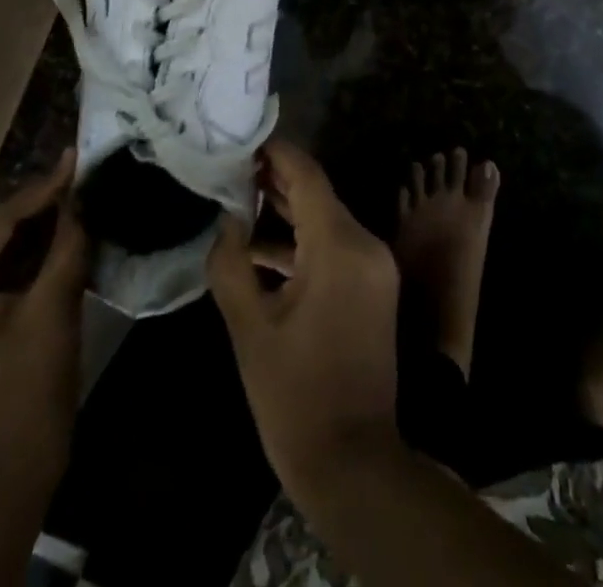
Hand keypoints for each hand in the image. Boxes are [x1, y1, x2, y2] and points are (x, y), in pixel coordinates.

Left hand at [0, 149, 87, 472]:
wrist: (4, 475)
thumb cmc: (24, 390)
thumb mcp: (52, 308)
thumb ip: (67, 244)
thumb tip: (84, 194)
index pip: (0, 219)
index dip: (44, 188)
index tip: (79, 156)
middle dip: (44, 205)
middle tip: (86, 174)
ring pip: (3, 250)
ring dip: (42, 228)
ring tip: (83, 196)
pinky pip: (3, 273)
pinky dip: (35, 256)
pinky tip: (68, 236)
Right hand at [206, 140, 400, 493]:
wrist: (354, 463)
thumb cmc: (295, 395)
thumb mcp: (250, 328)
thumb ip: (231, 263)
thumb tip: (228, 220)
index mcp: (340, 246)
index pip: (308, 176)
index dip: (277, 153)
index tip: (245, 139)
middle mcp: (366, 245)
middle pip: (318, 194)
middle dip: (277, 180)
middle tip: (234, 167)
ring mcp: (374, 267)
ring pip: (326, 221)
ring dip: (287, 212)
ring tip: (241, 198)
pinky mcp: (373, 288)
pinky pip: (335, 248)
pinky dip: (302, 243)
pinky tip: (262, 248)